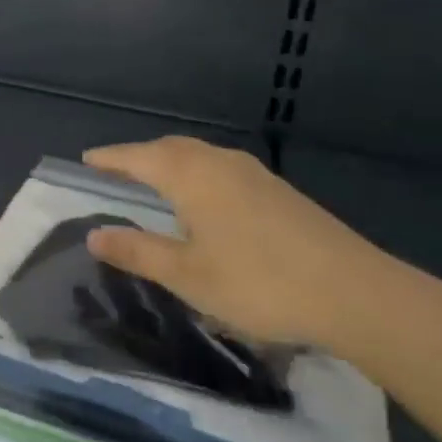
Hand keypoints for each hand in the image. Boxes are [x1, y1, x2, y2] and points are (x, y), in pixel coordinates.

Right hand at [82, 137, 404, 349]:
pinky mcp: (279, 191)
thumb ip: (138, 251)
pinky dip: (197, 173)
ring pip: (199, 156)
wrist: (356, 293)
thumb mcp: (187, 275)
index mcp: (191, 176)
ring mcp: (254, 174)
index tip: (86, 159)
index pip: (138, 157)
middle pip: (169, 149)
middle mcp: (219, 163)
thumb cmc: (259, 282)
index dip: (110, 158)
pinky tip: (205, 201)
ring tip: (154, 182)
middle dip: (139, 156)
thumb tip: (93, 234)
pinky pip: (221, 168)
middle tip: (116, 170)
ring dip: (170, 162)